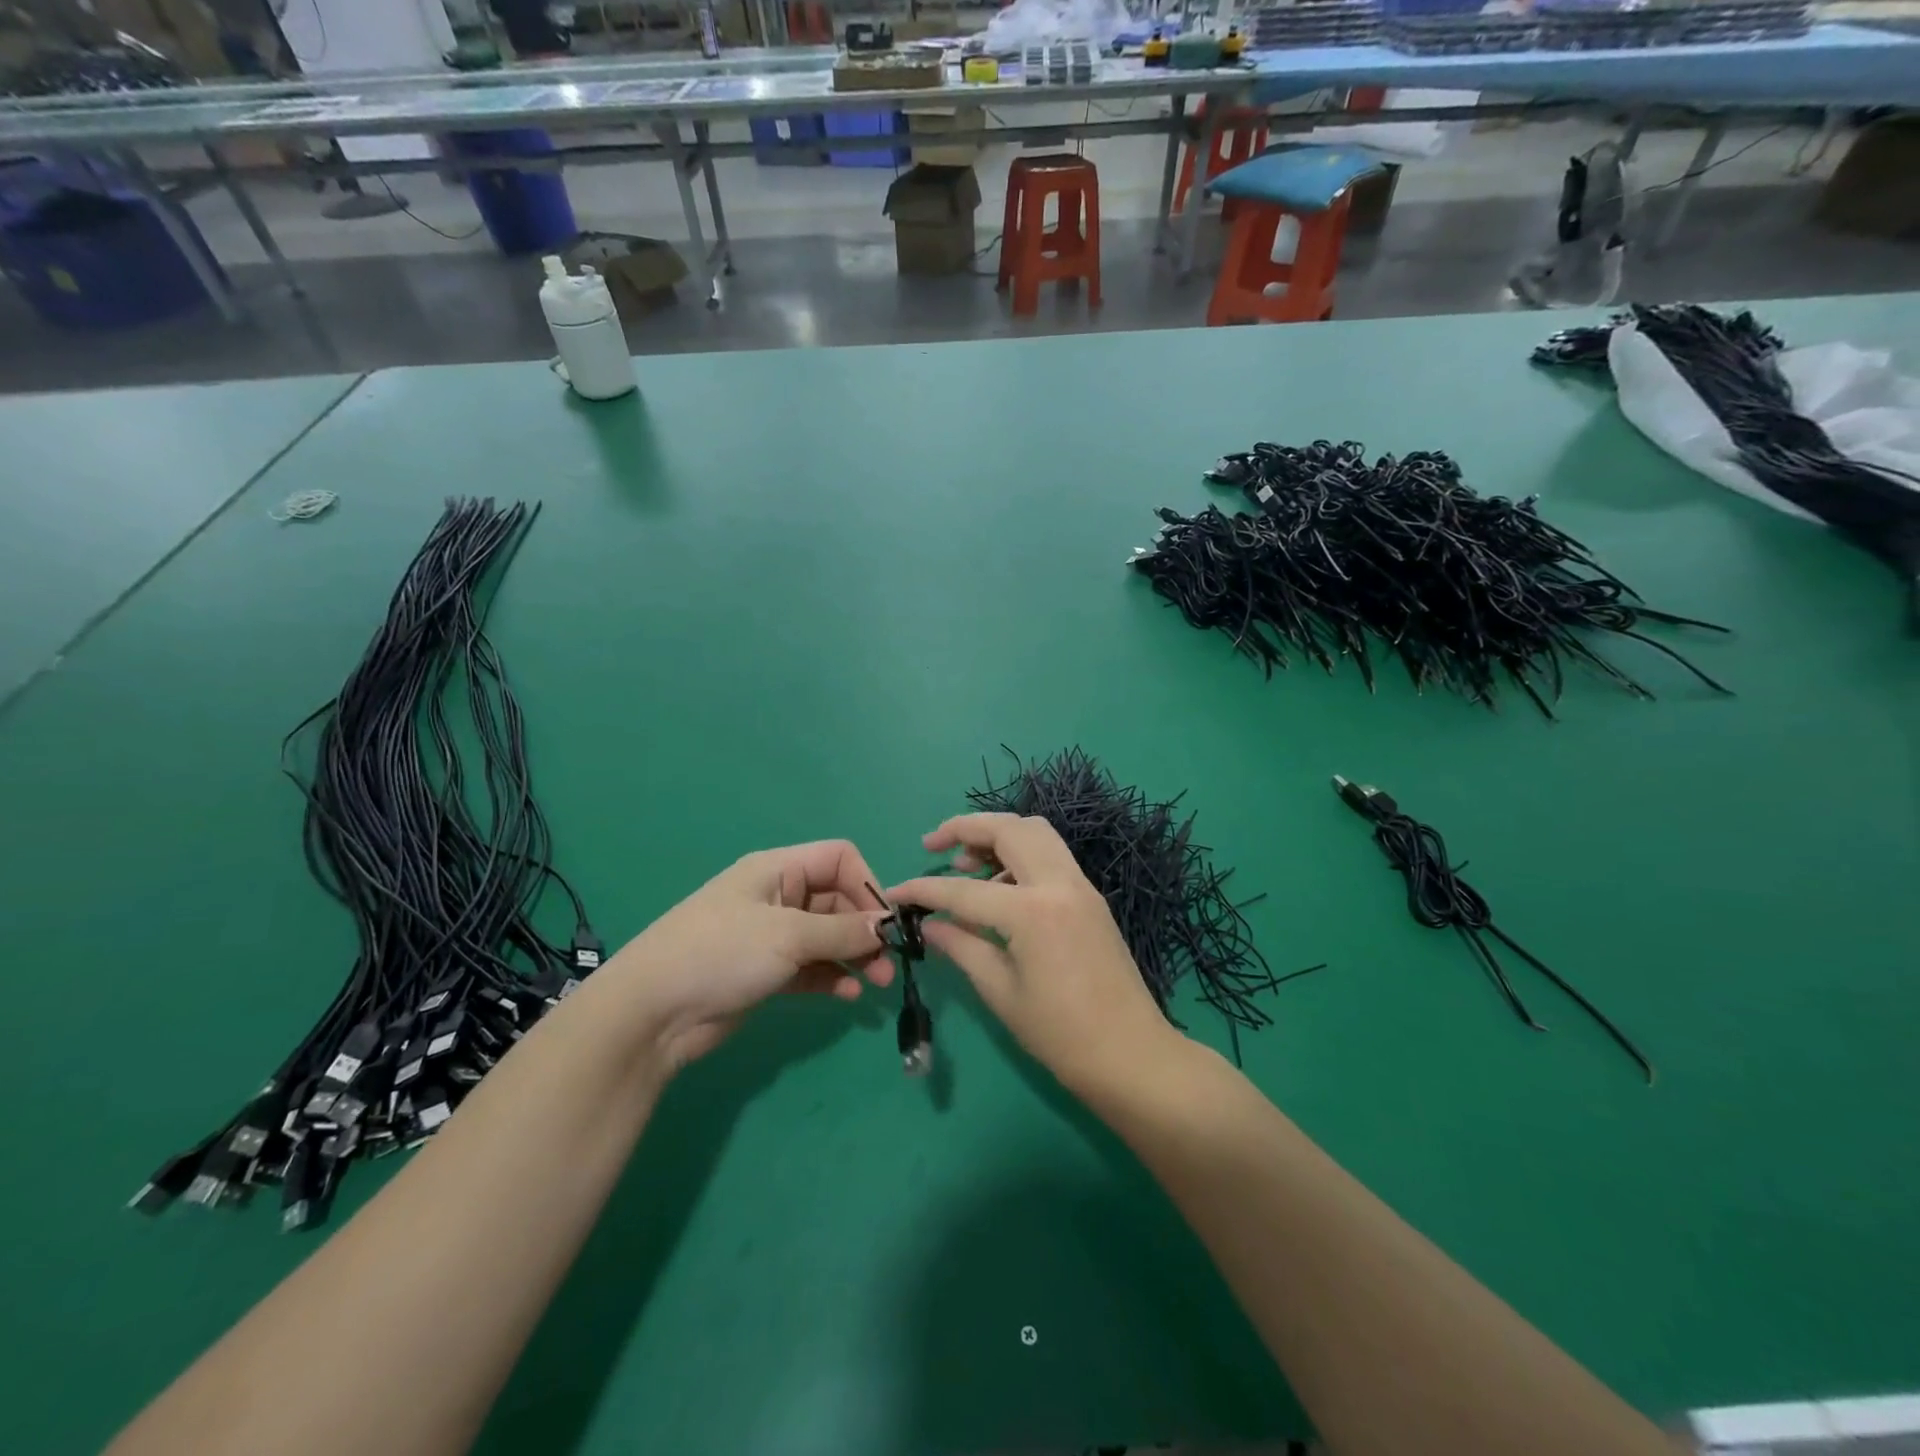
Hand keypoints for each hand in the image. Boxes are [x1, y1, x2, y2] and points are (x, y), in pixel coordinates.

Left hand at [604, 841, 894, 1070]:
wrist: (651, 1013)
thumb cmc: (721, 953)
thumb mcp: (788, 936)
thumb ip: (843, 931)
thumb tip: (888, 925)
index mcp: (778, 870)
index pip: (839, 859)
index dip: (867, 885)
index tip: (886, 922)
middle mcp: (778, 896)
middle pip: (838, 901)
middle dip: (865, 929)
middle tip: (888, 964)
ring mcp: (771, 936)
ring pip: (827, 937)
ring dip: (854, 956)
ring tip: (875, 984)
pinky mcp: (766, 972)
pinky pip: (811, 967)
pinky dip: (832, 977)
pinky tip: (846, 996)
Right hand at [888, 813, 1180, 1096]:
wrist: (1132, 1054)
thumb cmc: (1061, 1035)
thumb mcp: (1001, 993)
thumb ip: (961, 947)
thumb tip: (929, 925)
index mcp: (1032, 912)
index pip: (963, 890)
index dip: (923, 889)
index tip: (896, 892)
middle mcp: (1058, 883)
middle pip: (1008, 828)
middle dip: (964, 827)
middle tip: (933, 845)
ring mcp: (1080, 885)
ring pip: (1035, 831)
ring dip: (997, 834)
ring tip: (966, 864)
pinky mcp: (1090, 895)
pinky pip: (1051, 854)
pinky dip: (1021, 853)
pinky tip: (1000, 887)